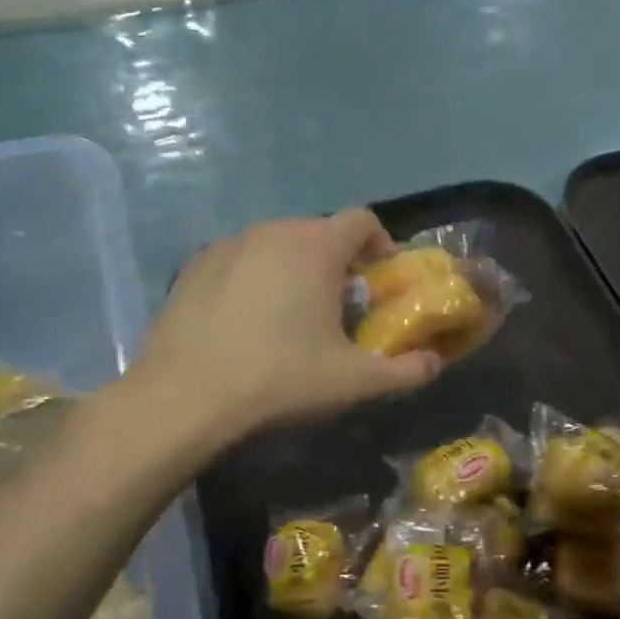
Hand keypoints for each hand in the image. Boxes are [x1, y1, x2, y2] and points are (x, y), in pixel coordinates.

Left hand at [128, 208, 442, 445]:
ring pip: (277, 245)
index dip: (380, 245)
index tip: (379, 280)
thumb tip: (434, 364)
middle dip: (337, 262)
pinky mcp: (193, 265)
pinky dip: (254, 278)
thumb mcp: (353, 382)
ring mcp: (227, 244)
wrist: (185, 397)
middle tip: (339, 307)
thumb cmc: (280, 379)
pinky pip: (240, 260)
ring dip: (295, 268)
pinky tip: (246, 322)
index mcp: (315, 246)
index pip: (362, 220)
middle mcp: (273, 231)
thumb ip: (406, 371)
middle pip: (319, 232)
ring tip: (291, 316)